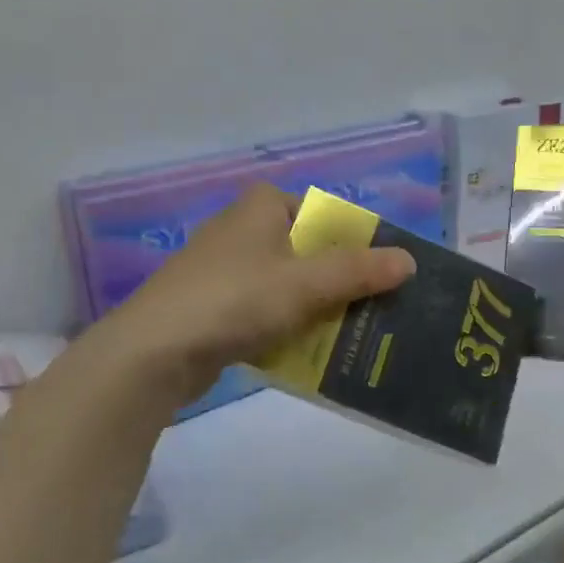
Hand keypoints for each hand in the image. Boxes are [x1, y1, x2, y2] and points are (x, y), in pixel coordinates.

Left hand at [101, 184, 416, 407]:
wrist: (154, 352)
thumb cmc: (235, 300)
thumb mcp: (305, 283)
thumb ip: (359, 270)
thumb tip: (409, 261)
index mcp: (262, 207)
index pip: (324, 213)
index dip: (356, 240)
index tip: (383, 272)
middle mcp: (243, 229)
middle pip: (310, 252)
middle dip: (342, 281)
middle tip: (378, 309)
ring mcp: (225, 270)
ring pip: (290, 285)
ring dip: (319, 310)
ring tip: (354, 337)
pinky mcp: (214, 307)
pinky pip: (266, 312)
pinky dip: (289, 328)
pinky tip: (311, 355)